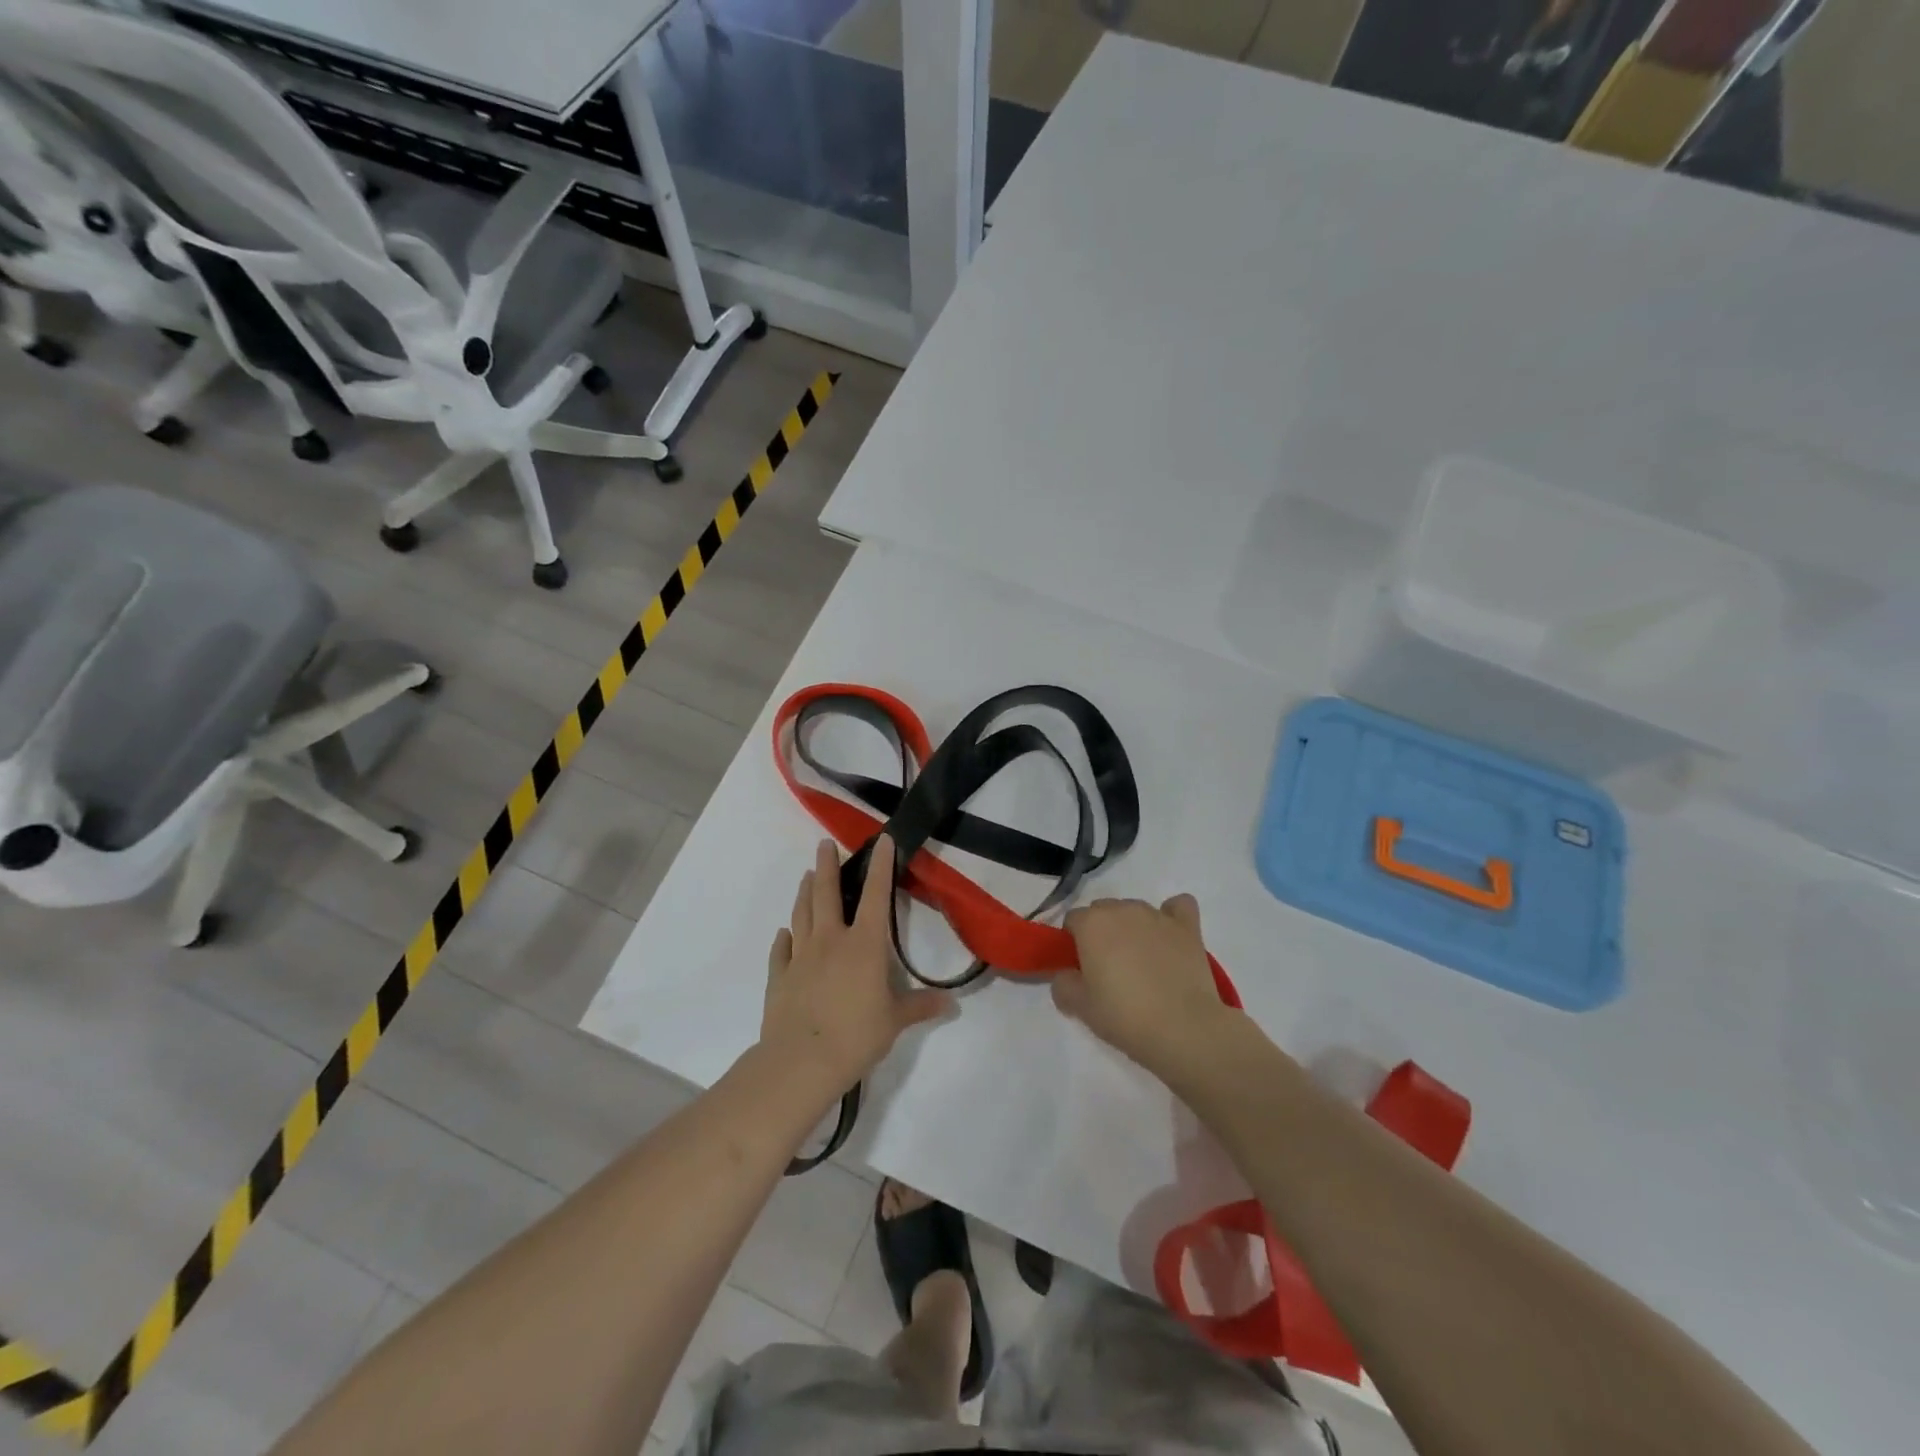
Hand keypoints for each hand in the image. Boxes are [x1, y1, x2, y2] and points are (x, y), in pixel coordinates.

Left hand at [761, 837, 952, 1102]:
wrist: (800, 1062)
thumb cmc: (856, 1036)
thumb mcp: (895, 1021)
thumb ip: (920, 1007)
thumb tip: (951, 1005)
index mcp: (864, 944)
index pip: (876, 895)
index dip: (881, 865)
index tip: (881, 839)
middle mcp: (830, 940)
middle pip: (827, 894)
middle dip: (827, 866)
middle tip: (823, 845)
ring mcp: (801, 956)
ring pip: (802, 914)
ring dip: (805, 893)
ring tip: (807, 876)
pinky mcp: (780, 976)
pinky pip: (781, 950)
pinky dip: (784, 938)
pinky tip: (784, 933)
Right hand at [1056, 895, 1232, 1079]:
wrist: (1183, 1028)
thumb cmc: (1124, 1016)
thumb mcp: (1080, 1007)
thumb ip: (1063, 983)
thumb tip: (1066, 974)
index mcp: (1091, 923)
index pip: (1072, 920)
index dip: (1074, 943)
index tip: (1081, 969)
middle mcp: (1122, 909)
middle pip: (1103, 911)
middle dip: (1101, 932)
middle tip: (1109, 969)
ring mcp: (1157, 915)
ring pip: (1135, 910)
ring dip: (1132, 927)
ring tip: (1142, 962)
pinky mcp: (1187, 927)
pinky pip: (1177, 907)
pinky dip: (1171, 917)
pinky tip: (1170, 937)